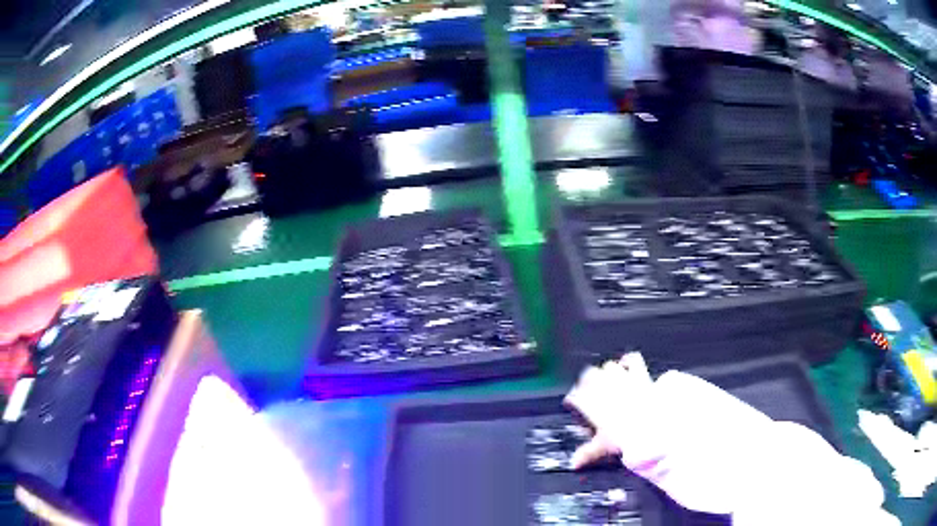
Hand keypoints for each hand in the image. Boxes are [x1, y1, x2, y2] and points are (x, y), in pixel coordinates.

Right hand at [564, 353, 657, 471]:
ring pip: (608, 366)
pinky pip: (632, 359)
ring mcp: (622, 378)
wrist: (651, 424)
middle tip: (588, 388)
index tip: (573, 403)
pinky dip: (628, 360)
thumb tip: (574, 463)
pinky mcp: (639, 374)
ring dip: (606, 372)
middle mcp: (604, 387)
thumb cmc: (625, 435)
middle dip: (586, 380)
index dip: (573, 399)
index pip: (575, 395)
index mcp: (592, 402)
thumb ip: (587, 453)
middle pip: (588, 375)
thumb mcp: (604, 446)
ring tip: (606, 378)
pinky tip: (626, 363)